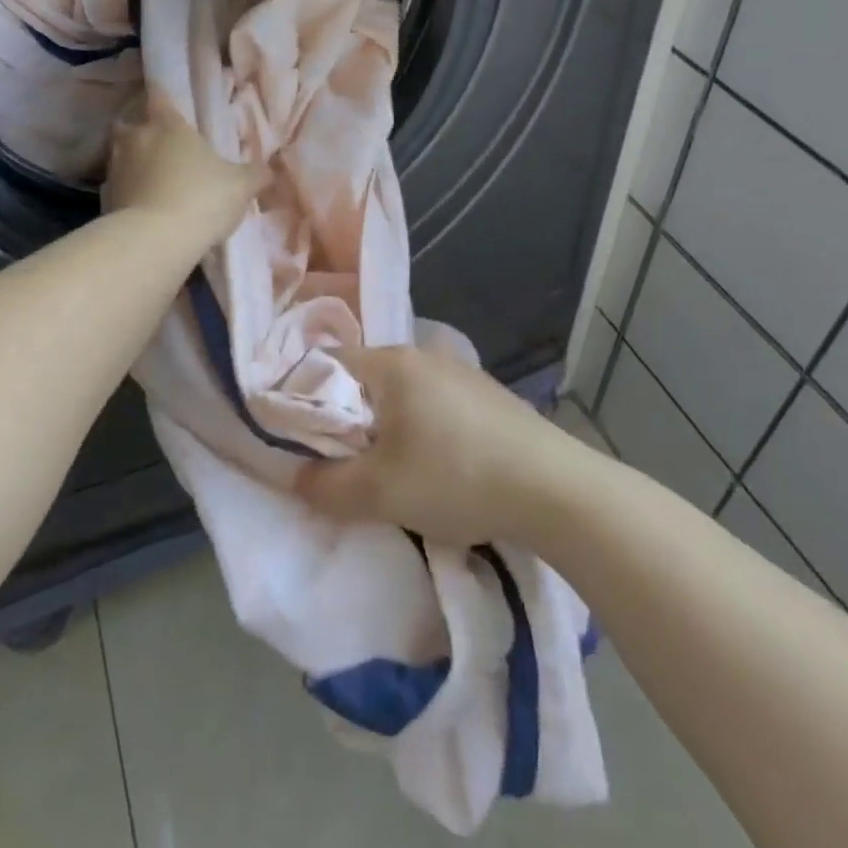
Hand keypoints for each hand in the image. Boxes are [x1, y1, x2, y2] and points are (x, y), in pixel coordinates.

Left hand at [103, 92, 266, 246]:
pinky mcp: (106, 198)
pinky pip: (118, 186)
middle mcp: (137, 138)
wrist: (156, 240)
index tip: (167, 102)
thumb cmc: (202, 198)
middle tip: (158, 142)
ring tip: (152, 177)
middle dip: (140, 129)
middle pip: (130, 123)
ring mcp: (116, 167)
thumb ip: (254, 174)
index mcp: (169, 125)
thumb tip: (268, 170)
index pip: (160, 97)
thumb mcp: (241, 186)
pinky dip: (128, 191)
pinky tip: (143, 204)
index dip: (163, 97)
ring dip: (133, 161)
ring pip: (121, 154)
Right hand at [293, 342, 577, 546]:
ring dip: (385, 428)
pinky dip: (420, 430)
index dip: (302, 400)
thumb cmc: (455, 477)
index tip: (300, 441)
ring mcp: (461, 372)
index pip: (326, 365)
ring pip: (400, 395)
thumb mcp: (379, 492)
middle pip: (363, 381)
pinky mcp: (487, 396)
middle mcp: (424, 355)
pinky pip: (433, 405)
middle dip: (346, 421)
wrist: (556, 490)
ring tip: (389, 471)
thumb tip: (291, 479)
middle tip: (342, 464)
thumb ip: (324, 486)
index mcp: (392, 362)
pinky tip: (436, 465)